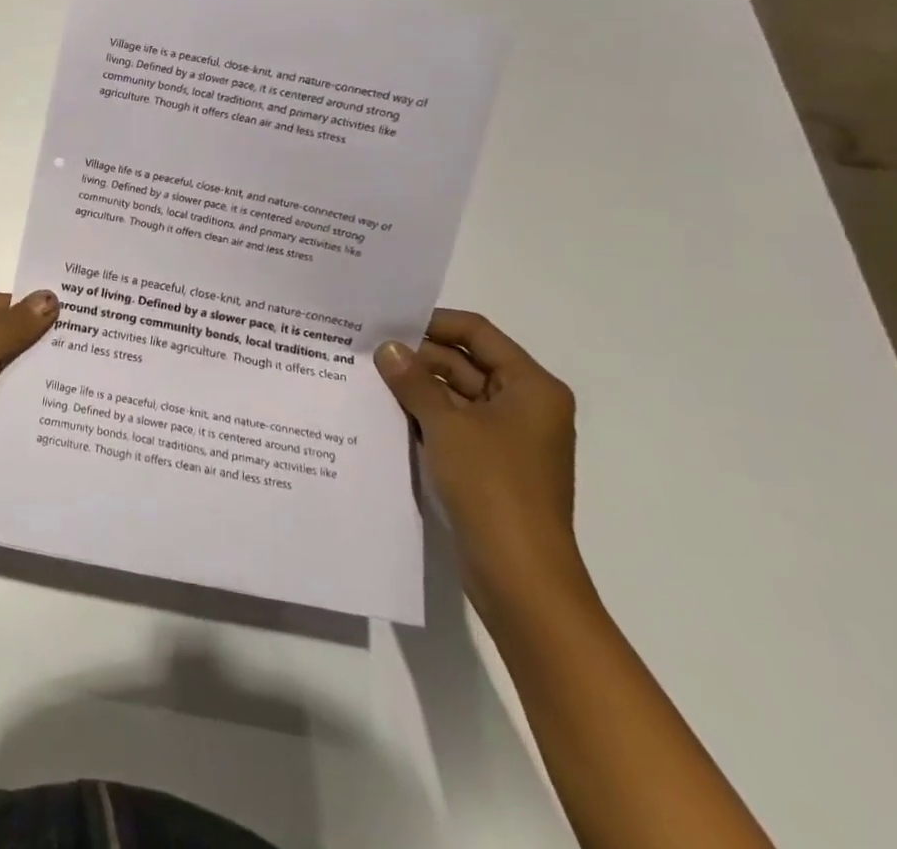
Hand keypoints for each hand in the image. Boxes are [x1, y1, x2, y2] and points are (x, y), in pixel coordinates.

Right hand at [375, 310, 585, 611]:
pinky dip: (423, 416)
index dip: (433, 322)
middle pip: (465, 363)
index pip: (478, 334)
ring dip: (416, 387)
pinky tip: (383, 412)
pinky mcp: (490, 464)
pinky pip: (453, 425)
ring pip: (455, 395)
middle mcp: (525, 405)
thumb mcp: (446, 424)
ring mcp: (507, 437)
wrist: (519, 575)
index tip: (387, 322)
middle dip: (418, 357)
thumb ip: (413, 380)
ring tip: (365, 377)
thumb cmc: (492, 486)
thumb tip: (387, 347)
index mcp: (531, 387)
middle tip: (365, 351)